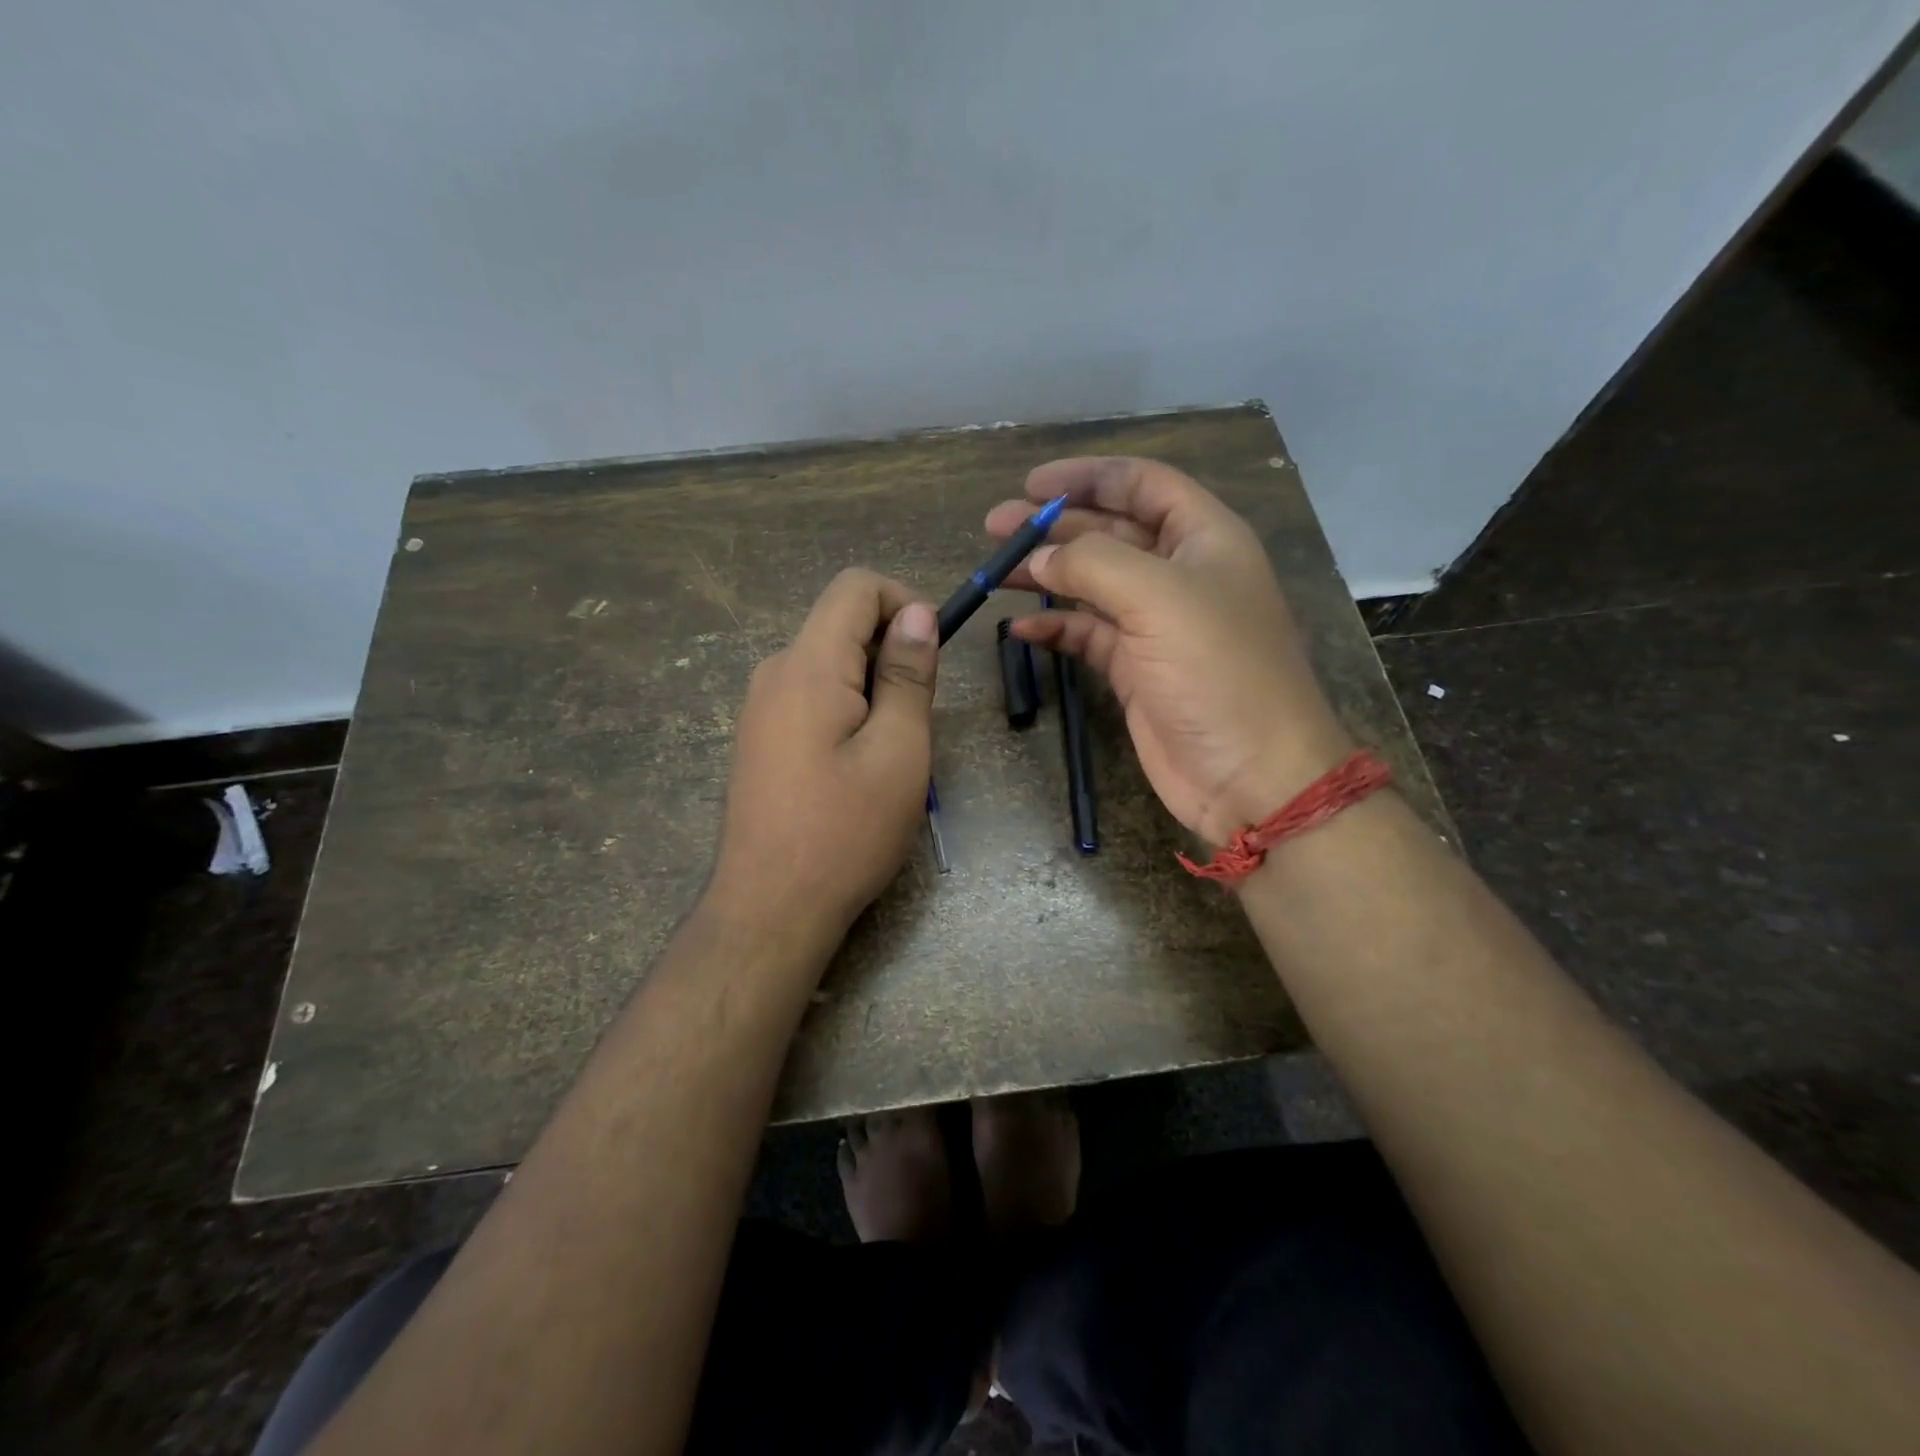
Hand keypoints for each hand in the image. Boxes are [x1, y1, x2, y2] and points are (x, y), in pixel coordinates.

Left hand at [709, 569, 937, 942]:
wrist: (770, 909)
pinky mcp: (759, 739)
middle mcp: (774, 673)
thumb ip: (908, 675)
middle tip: (915, 722)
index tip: (931, 655)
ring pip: (829, 665)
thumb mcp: (899, 751)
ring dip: (872, 689)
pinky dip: (846, 711)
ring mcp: (759, 708)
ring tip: (889, 754)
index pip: (854, 587)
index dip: (903, 601)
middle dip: (890, 654)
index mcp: (807, 666)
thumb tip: (916, 614)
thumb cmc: (845, 832)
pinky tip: (856, 769)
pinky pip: (811, 698)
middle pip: (841, 625)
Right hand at [988, 457, 1352, 845]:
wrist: (1250, 775)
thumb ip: (1093, 562)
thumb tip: (1040, 556)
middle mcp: (1180, 574)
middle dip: (1054, 526)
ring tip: (995, 571)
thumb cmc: (1218, 671)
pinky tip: (1022, 629)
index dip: (1088, 476)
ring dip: (1046, 574)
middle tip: (996, 526)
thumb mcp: (1159, 598)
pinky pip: (1087, 635)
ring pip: (1092, 584)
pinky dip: (1055, 627)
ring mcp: (1156, 625)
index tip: (1032, 484)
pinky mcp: (1135, 670)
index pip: (1142, 484)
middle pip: (1110, 531)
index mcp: (1204, 538)